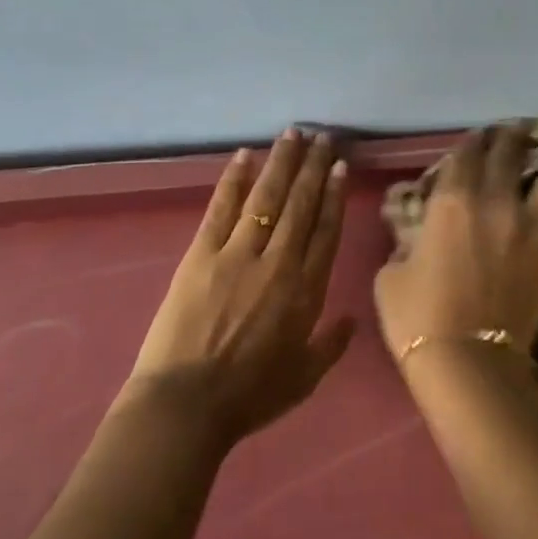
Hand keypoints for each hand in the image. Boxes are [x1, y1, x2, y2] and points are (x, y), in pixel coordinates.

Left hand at [128, 129, 354, 444]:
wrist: (187, 404)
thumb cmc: (250, 396)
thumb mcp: (304, 379)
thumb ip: (330, 346)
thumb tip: (350, 320)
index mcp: (306, 291)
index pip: (325, 231)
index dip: (334, 195)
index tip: (340, 166)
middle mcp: (278, 262)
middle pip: (301, 205)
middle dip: (313, 168)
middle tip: (323, 137)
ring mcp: (238, 254)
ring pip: (266, 197)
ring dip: (281, 163)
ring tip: (293, 134)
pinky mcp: (201, 254)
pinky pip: (222, 208)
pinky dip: (234, 179)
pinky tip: (244, 155)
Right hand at [374, 124, 537, 365]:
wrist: (467, 363)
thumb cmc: (417, 316)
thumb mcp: (391, 274)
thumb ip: (407, 242)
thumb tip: (417, 235)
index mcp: (453, 202)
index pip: (466, 153)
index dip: (471, 142)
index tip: (476, 138)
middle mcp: (497, 204)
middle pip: (511, 152)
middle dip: (510, 138)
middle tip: (512, 134)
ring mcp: (534, 230)